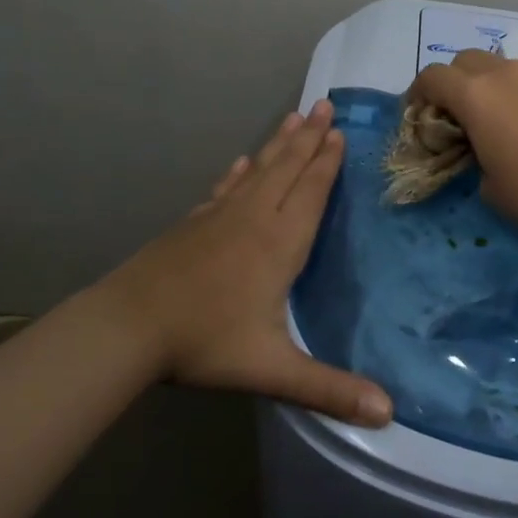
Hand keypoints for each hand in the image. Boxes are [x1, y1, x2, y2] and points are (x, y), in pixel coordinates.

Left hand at [91, 100, 392, 426]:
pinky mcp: (194, 224)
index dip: (327, 162)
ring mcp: (219, 217)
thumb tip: (388, 413)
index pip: (310, 191)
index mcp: (278, 243)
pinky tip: (241, 161)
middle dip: (309, 137)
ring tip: (294, 117)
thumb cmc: (205, 342)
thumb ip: (329, 388)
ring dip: (279, 143)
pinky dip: (238, 171)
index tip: (340, 131)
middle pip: (287, 169)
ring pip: (258, 170)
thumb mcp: (272, 370)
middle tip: (324, 104)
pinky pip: (225, 188)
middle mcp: (253, 218)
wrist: (129, 326)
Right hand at [408, 49, 517, 241]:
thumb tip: (487, 148)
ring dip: (501, 86)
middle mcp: (507, 72)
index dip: (419, 92)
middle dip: (458, 81)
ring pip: (510, 67)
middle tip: (465, 113)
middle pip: (467, 59)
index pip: (432, 77)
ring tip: (517, 120)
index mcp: (476, 97)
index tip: (421, 112)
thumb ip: (476, 157)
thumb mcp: (490, 187)